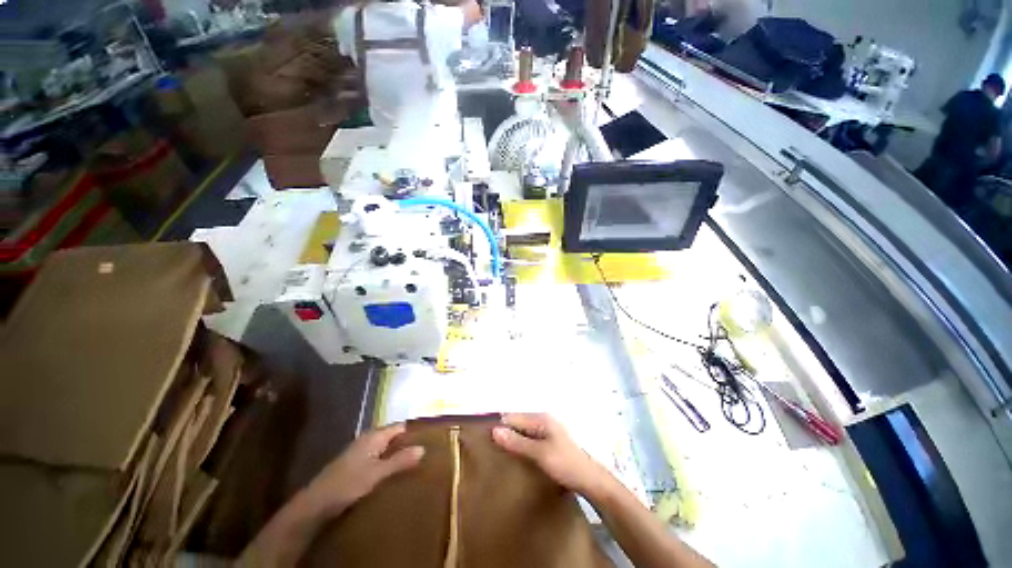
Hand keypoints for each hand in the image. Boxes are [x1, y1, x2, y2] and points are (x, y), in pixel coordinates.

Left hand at [303, 423, 424, 517]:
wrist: (316, 503)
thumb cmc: (348, 483)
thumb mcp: (377, 473)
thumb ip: (400, 461)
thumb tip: (423, 448)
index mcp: (374, 436)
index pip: (399, 427)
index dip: (413, 432)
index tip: (428, 439)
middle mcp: (368, 439)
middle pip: (392, 436)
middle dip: (406, 443)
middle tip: (422, 453)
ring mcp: (360, 451)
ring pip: (384, 448)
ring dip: (396, 454)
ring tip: (412, 464)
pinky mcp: (355, 464)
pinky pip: (377, 457)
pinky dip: (386, 462)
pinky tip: (392, 473)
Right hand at [492, 413, 612, 497]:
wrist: (590, 481)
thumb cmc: (565, 464)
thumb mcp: (539, 454)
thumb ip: (517, 442)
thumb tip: (494, 430)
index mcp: (541, 418)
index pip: (513, 417)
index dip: (500, 427)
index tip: (485, 440)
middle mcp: (543, 421)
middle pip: (518, 423)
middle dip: (506, 433)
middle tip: (490, 449)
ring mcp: (547, 432)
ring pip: (523, 432)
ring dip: (513, 440)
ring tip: (499, 454)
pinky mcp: (549, 443)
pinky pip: (530, 440)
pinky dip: (521, 446)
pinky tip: (516, 457)